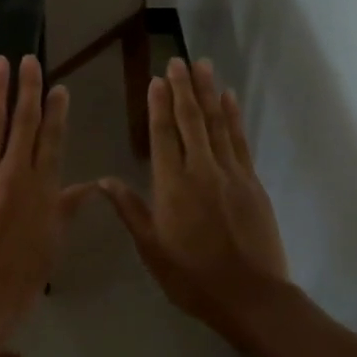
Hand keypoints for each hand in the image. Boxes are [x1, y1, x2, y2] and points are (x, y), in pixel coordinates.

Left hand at [0, 54, 93, 338]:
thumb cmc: (18, 282)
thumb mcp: (50, 247)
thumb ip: (65, 211)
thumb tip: (89, 187)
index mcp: (43, 191)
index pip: (53, 141)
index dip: (57, 112)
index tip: (59, 88)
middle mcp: (14, 174)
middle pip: (24, 124)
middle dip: (28, 89)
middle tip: (28, 61)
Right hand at [99, 58, 290, 340]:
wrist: (249, 295)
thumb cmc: (191, 276)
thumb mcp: (151, 248)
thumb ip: (130, 210)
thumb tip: (104, 181)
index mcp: (172, 186)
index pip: (163, 135)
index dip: (159, 106)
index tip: (156, 80)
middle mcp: (201, 171)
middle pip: (191, 121)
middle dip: (183, 89)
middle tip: (178, 61)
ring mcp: (231, 174)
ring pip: (217, 124)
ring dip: (209, 93)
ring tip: (203, 66)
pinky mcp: (252, 183)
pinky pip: (239, 141)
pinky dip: (233, 117)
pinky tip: (229, 100)